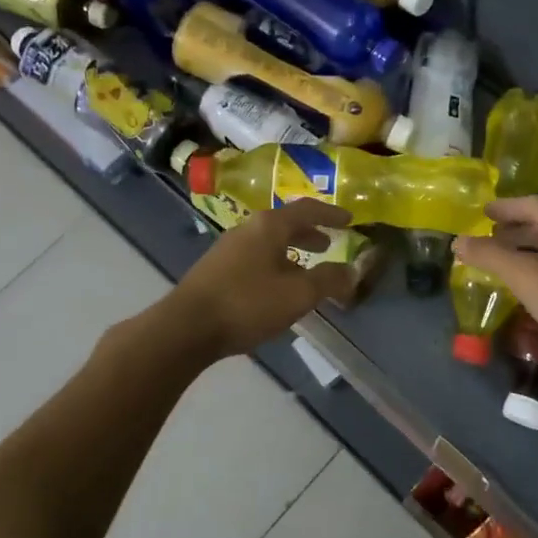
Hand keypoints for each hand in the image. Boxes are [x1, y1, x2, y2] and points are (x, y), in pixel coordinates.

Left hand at [164, 199, 357, 359]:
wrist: (186, 327)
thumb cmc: (247, 304)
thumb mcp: (297, 294)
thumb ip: (328, 280)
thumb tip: (352, 271)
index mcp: (270, 226)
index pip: (307, 209)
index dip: (330, 214)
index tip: (349, 219)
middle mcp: (248, 228)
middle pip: (285, 223)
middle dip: (309, 233)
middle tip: (328, 244)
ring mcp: (228, 247)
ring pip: (268, 241)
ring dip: (290, 250)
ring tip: (304, 268)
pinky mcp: (215, 268)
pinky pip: (254, 255)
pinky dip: (273, 261)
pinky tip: (275, 285)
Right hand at [452, 196, 537, 364]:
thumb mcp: (524, 275)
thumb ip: (490, 256)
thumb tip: (458, 241)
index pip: (533, 205)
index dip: (506, 207)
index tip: (484, 211)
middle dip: (515, 230)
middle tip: (490, 237)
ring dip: (527, 252)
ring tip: (503, 262)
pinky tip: (528, 288)